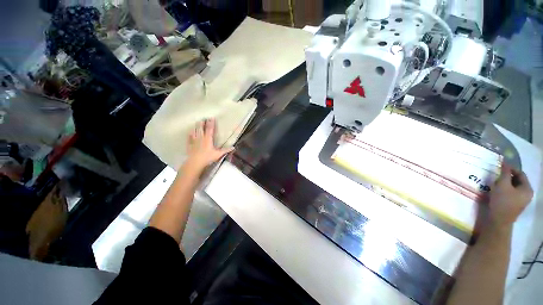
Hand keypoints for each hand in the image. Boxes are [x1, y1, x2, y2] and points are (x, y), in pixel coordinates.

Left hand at [184, 118, 233, 171]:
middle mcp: (201, 138)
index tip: (211, 118)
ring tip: (197, 122)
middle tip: (203, 118)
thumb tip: (233, 147)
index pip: (210, 129)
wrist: (195, 162)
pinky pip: (189, 138)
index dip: (211, 123)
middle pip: (201, 128)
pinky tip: (190, 132)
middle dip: (202, 123)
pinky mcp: (189, 145)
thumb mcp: (218, 154)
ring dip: (196, 126)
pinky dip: (190, 134)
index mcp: (208, 139)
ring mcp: (194, 141)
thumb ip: (225, 150)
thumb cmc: (207, 157)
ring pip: (195, 131)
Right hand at [488, 163, 532, 228]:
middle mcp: (527, 194)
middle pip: (518, 181)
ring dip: (505, 183)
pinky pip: (511, 193)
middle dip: (507, 177)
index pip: (520, 173)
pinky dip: (504, 190)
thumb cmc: (502, 201)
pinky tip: (497, 191)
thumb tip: (505, 162)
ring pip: (514, 187)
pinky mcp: (514, 204)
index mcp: (527, 189)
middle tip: (497, 175)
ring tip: (495, 183)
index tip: (500, 167)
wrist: (498, 221)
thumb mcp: (502, 185)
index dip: (511, 168)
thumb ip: (505, 173)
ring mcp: (521, 200)